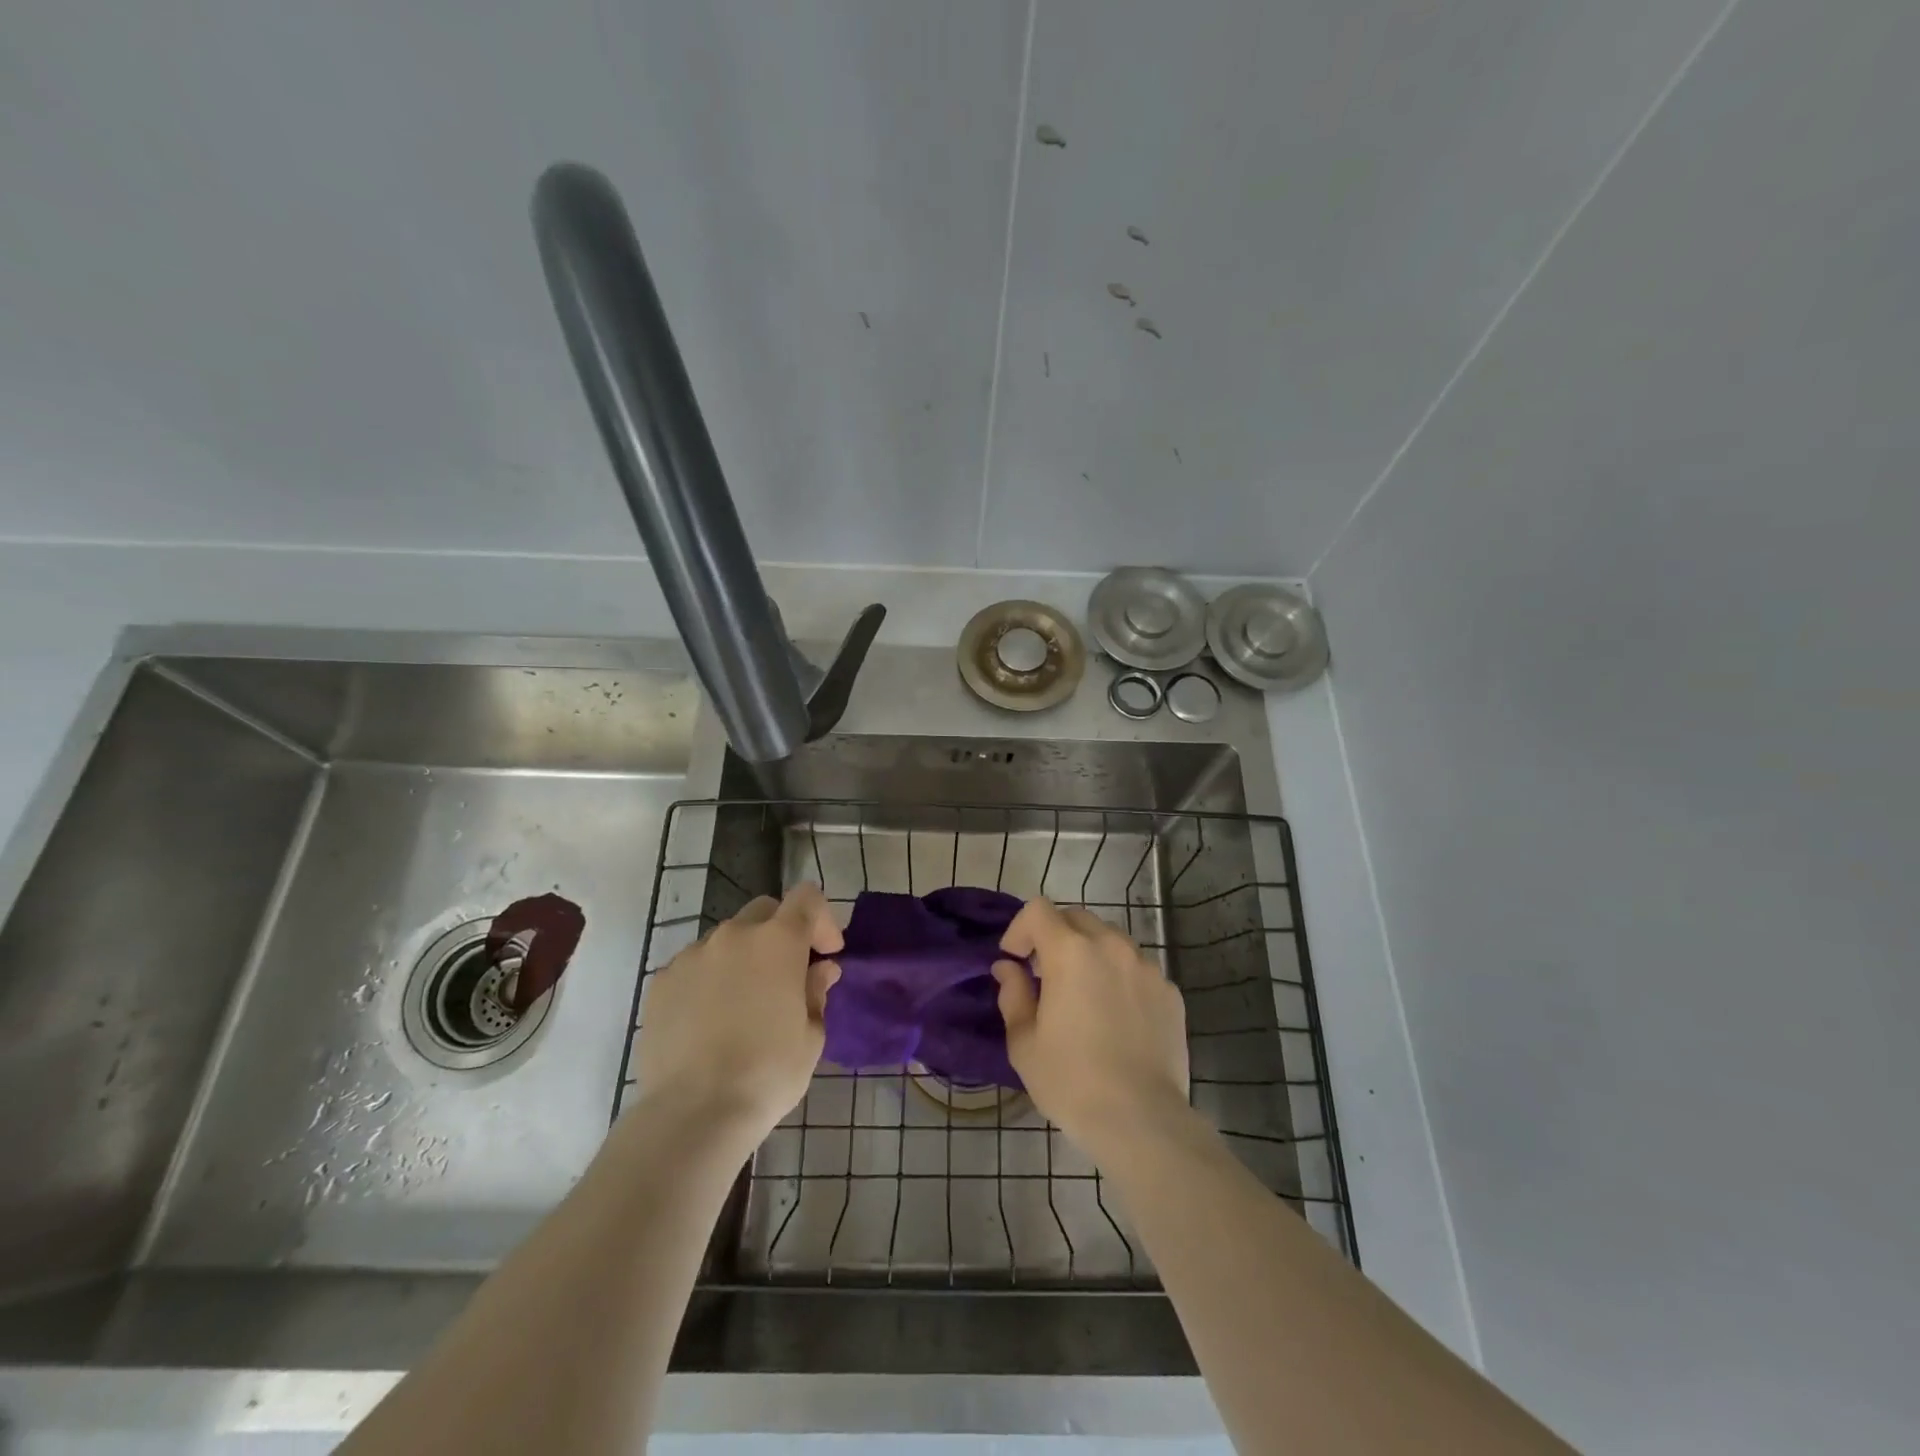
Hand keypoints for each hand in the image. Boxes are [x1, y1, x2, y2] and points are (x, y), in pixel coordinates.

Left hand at [632, 884, 842, 1138]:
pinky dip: (710, 978)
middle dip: (782, 933)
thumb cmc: (768, 1073)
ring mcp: (692, 955)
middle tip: (788, 975)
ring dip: (744, 957)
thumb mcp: (811, 1036)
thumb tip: (819, 969)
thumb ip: (816, 992)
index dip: (822, 919)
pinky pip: (695, 965)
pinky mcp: (662, 981)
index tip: (826, 953)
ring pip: (727, 939)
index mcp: (778, 941)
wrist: (693, 1113)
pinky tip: (710, 1020)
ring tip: (745, 1003)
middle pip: (765, 911)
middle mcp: (734, 935)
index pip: (806, 897)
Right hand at [992, 898, 1189, 1153]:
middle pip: (1076, 918)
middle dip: (1054, 936)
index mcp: (1070, 952)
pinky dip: (1119, 977)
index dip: (1020, 928)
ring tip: (1084, 994)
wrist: (1141, 1119)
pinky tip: (1117, 1016)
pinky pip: (1137, 968)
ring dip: (1089, 953)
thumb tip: (1008, 968)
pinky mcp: (1169, 991)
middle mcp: (1111, 946)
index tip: (1015, 959)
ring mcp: (1146, 967)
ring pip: (1110, 939)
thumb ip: (1013, 994)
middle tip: (1045, 974)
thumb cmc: (1071, 1081)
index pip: (1038, 910)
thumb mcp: (1024, 1042)